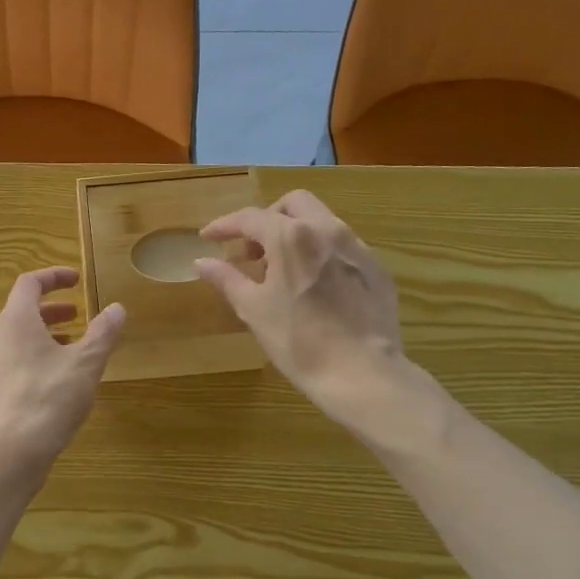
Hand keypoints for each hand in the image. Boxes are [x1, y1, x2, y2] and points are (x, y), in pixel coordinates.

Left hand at [0, 268, 125, 482]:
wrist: (8, 455)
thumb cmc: (48, 399)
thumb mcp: (85, 364)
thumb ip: (102, 333)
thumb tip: (117, 308)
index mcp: (15, 322)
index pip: (29, 284)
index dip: (54, 277)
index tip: (76, 279)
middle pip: (21, 313)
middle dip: (51, 310)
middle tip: (77, 315)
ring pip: (16, 341)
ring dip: (43, 337)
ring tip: (70, 349)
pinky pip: (11, 366)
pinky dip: (33, 361)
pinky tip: (53, 384)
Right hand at [195, 191, 406, 434]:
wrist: (363, 374)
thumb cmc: (298, 341)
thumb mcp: (253, 309)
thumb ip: (227, 278)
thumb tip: (202, 261)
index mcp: (291, 236)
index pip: (250, 218)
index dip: (225, 225)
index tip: (208, 237)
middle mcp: (327, 230)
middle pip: (293, 204)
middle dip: (267, 219)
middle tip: (252, 251)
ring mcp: (357, 248)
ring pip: (322, 221)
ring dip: (296, 234)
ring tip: (283, 270)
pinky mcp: (378, 269)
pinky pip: (343, 247)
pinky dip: (321, 253)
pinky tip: (315, 286)